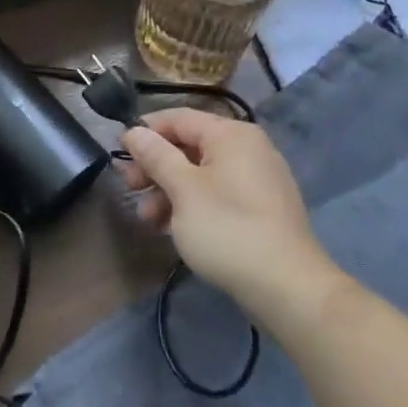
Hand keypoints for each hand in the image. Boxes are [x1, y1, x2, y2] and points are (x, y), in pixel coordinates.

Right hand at [119, 108, 338, 324]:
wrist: (288, 288)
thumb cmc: (228, 229)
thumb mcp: (183, 190)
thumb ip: (156, 156)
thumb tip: (134, 131)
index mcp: (231, 134)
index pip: (178, 118)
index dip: (146, 132)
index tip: (119, 153)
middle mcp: (248, 148)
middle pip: (189, 145)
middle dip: (155, 166)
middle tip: (129, 188)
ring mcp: (258, 179)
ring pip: (201, 173)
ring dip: (169, 190)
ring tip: (148, 219)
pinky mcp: (261, 209)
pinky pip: (218, 193)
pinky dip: (192, 204)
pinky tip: (173, 228)